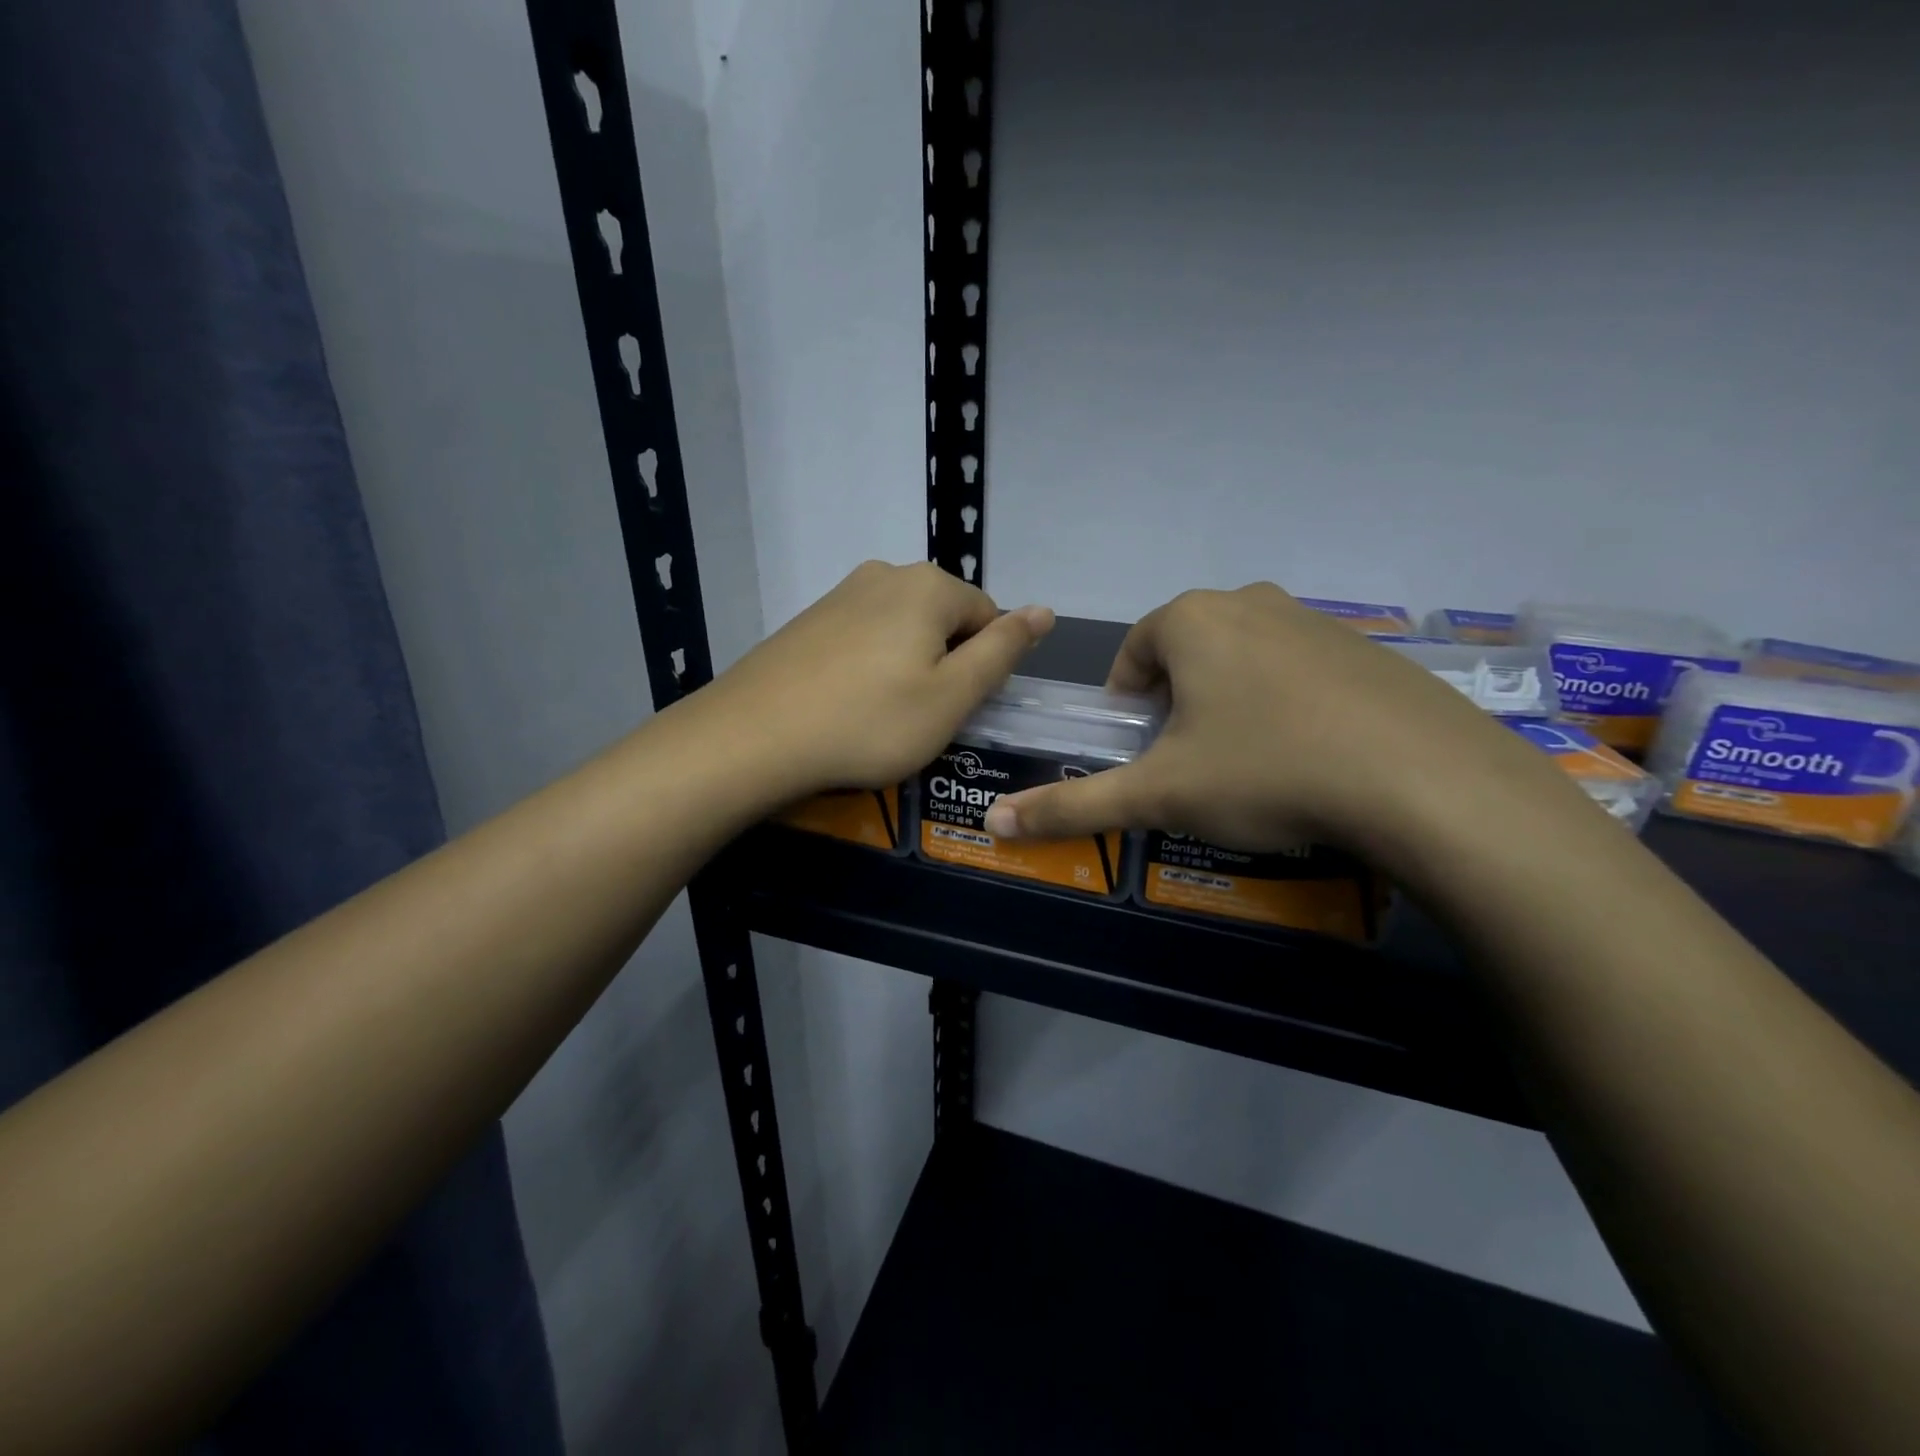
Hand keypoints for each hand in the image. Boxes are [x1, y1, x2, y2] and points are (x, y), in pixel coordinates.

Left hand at [686, 560, 1054, 803]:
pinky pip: (863, 639)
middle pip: (945, 621)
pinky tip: (847, 705)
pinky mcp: (809, 619)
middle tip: (921, 718)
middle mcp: (886, 573)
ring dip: (907, 669)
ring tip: (882, 717)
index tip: (957, 710)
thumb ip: (1003, 650)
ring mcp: (841, 593)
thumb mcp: (952, 696)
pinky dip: (869, 669)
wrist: (752, 737)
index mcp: (929, 585)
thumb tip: (1045, 610)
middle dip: (945, 665)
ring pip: (902, 631)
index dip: (983, 669)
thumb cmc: (869, 722)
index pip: (989, 618)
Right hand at [981, 583, 1574, 867]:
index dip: (1128, 705)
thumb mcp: (1160, 795)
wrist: (1424, 782)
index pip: (1134, 653)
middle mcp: (1250, 602)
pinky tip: (1312, 758)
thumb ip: (1073, 807)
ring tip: (1251, 767)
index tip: (1143, 751)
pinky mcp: (1369, 649)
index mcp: (1191, 620)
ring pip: (1246, 660)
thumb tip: (994, 824)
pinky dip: (1289, 706)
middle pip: (1188, 653)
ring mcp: (1316, 620)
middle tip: (1192, 764)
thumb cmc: (1266, 772)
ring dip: (1232, 704)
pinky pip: (1302, 672)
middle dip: (1178, 705)